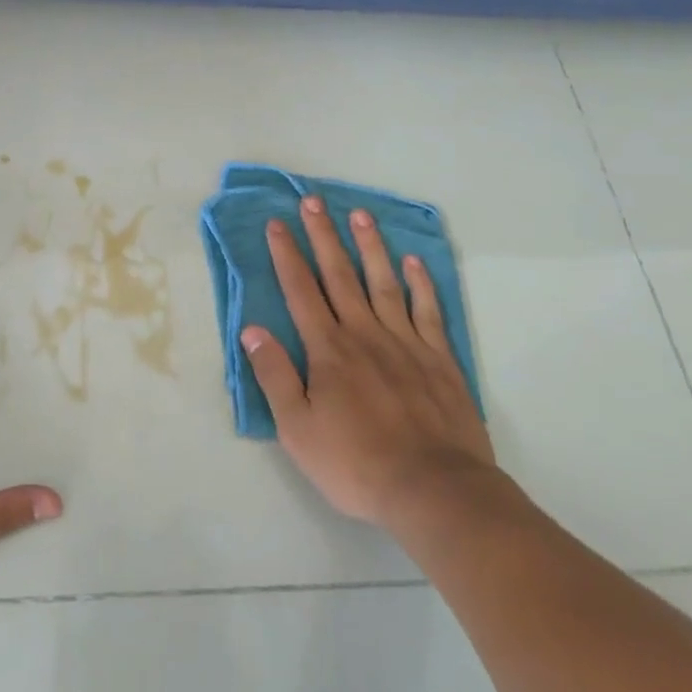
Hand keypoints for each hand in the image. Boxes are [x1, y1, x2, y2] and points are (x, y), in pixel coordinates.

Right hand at [240, 197, 495, 528]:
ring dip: (369, 246)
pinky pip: (428, 311)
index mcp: (328, 349)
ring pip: (383, 282)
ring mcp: (406, 342)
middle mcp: (364, 334)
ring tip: (360, 214)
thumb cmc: (357, 463)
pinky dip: (420, 284)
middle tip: (313, 200)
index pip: (301, 291)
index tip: (277, 223)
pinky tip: (413, 262)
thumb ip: (275, 376)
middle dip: (324, 235)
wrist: (435, 491)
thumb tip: (252, 330)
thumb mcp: (298, 429)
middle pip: (340, 275)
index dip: (287, 255)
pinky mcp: (439, 359)